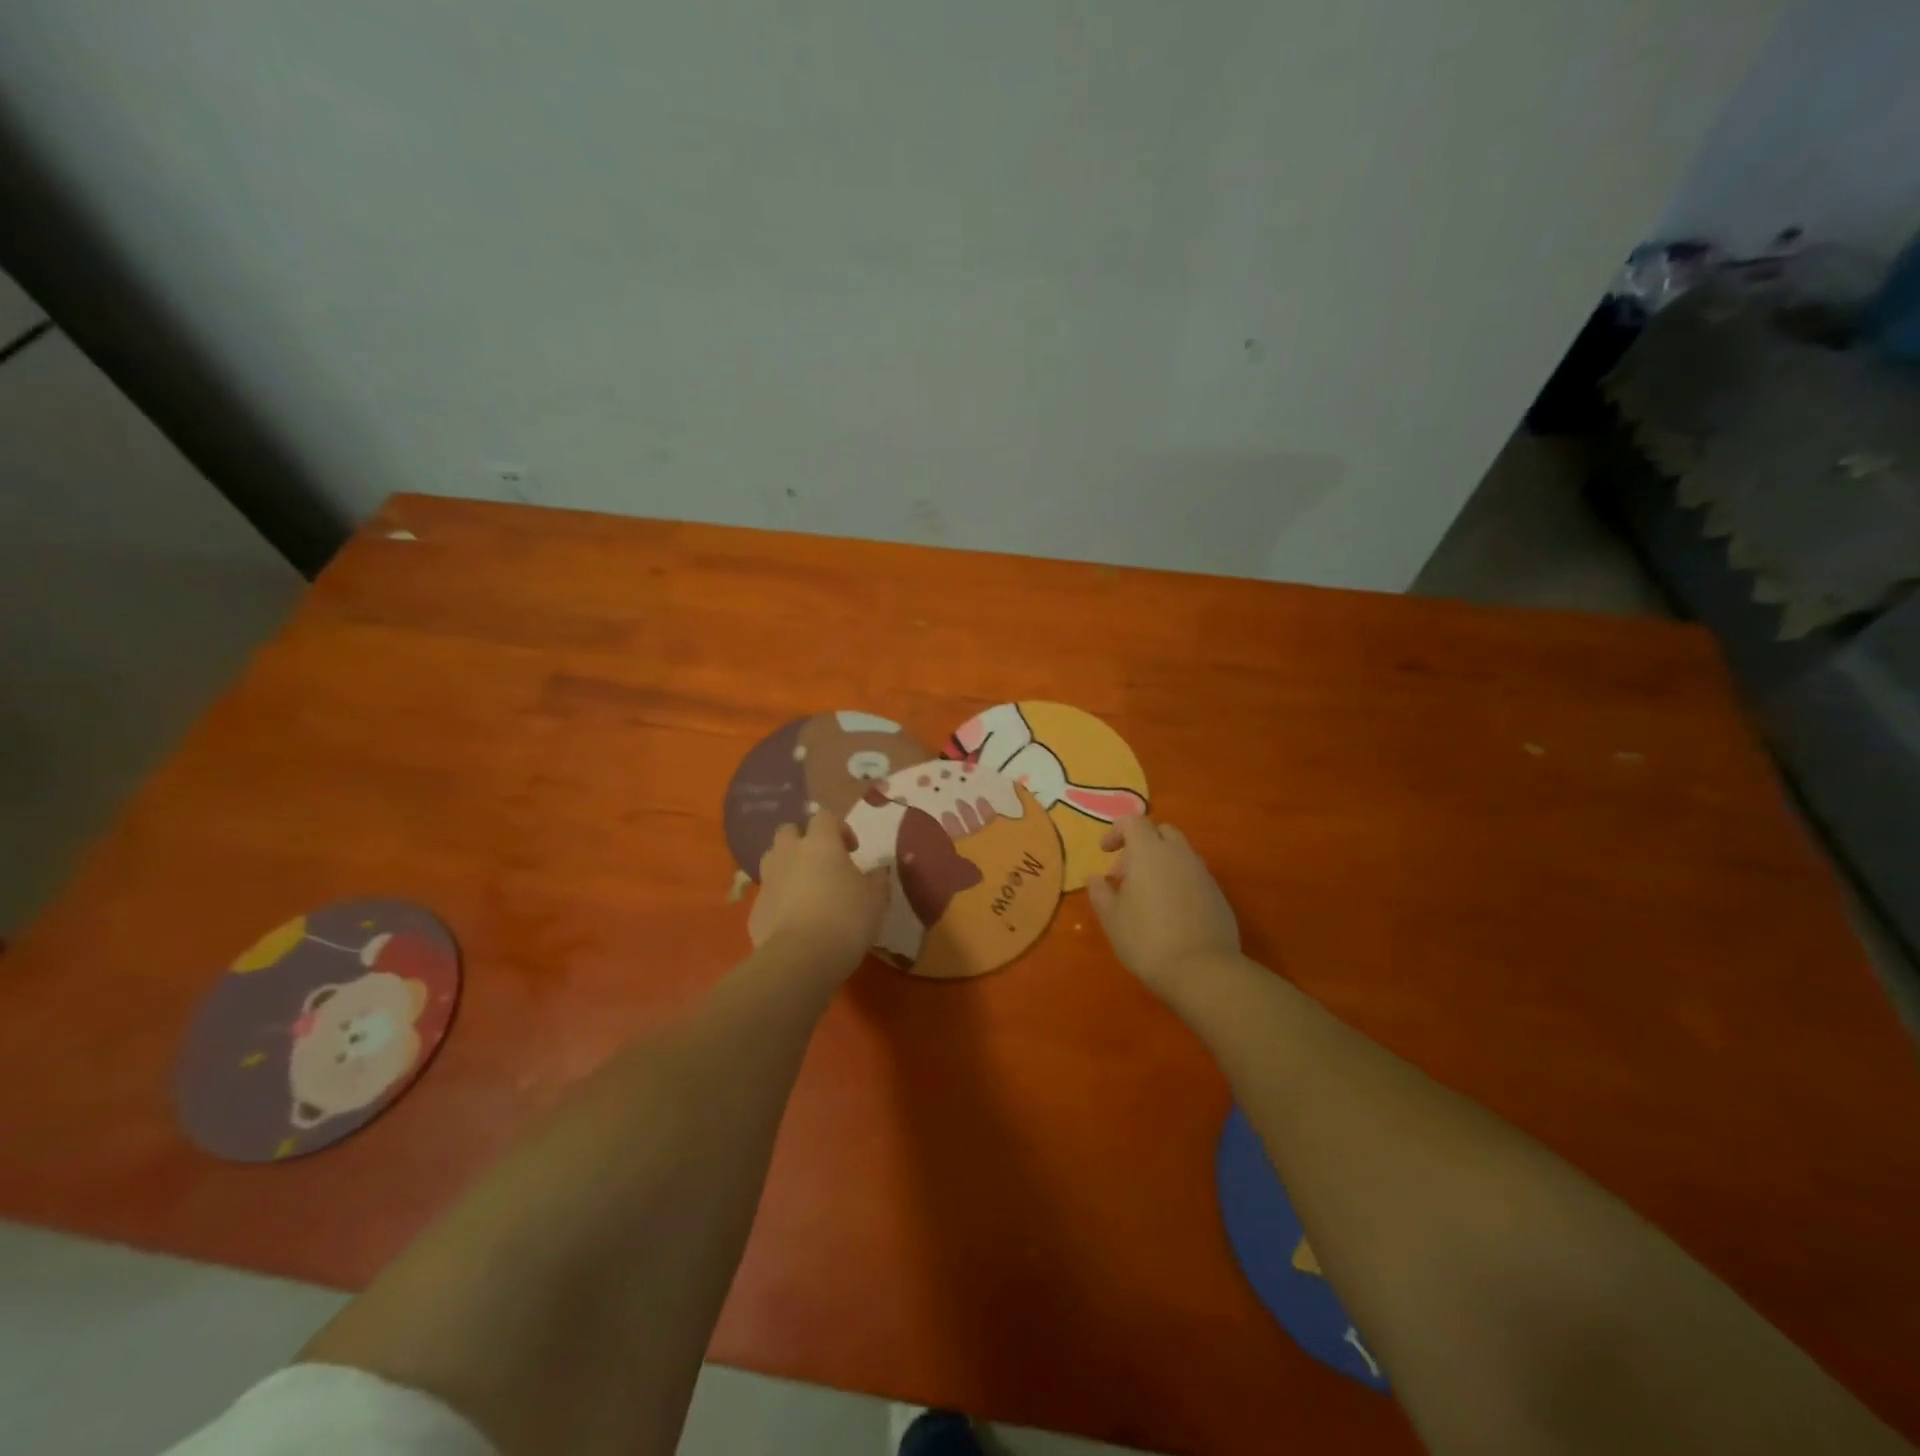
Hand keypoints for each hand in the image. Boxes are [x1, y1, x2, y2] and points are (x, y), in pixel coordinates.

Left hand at [749, 811, 887, 977]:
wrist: (800, 958)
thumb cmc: (846, 919)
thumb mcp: (876, 899)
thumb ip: (878, 879)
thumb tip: (879, 870)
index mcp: (820, 844)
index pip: (825, 816)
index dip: (839, 828)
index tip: (852, 850)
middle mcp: (789, 854)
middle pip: (789, 831)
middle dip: (804, 840)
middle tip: (822, 862)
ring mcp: (768, 881)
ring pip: (772, 859)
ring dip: (787, 865)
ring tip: (805, 888)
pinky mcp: (755, 909)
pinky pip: (768, 894)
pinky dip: (779, 899)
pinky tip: (794, 920)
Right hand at [1087, 816, 1239, 995]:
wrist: (1202, 970)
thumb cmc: (1146, 939)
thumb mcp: (1112, 918)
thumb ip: (1100, 892)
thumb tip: (1094, 878)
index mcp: (1149, 852)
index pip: (1133, 822)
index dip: (1116, 831)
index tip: (1104, 852)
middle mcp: (1179, 854)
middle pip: (1161, 832)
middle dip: (1141, 844)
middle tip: (1125, 874)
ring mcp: (1203, 873)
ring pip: (1180, 854)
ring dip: (1161, 864)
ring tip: (1147, 896)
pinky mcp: (1218, 895)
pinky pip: (1194, 875)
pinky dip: (1179, 881)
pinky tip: (1170, 912)